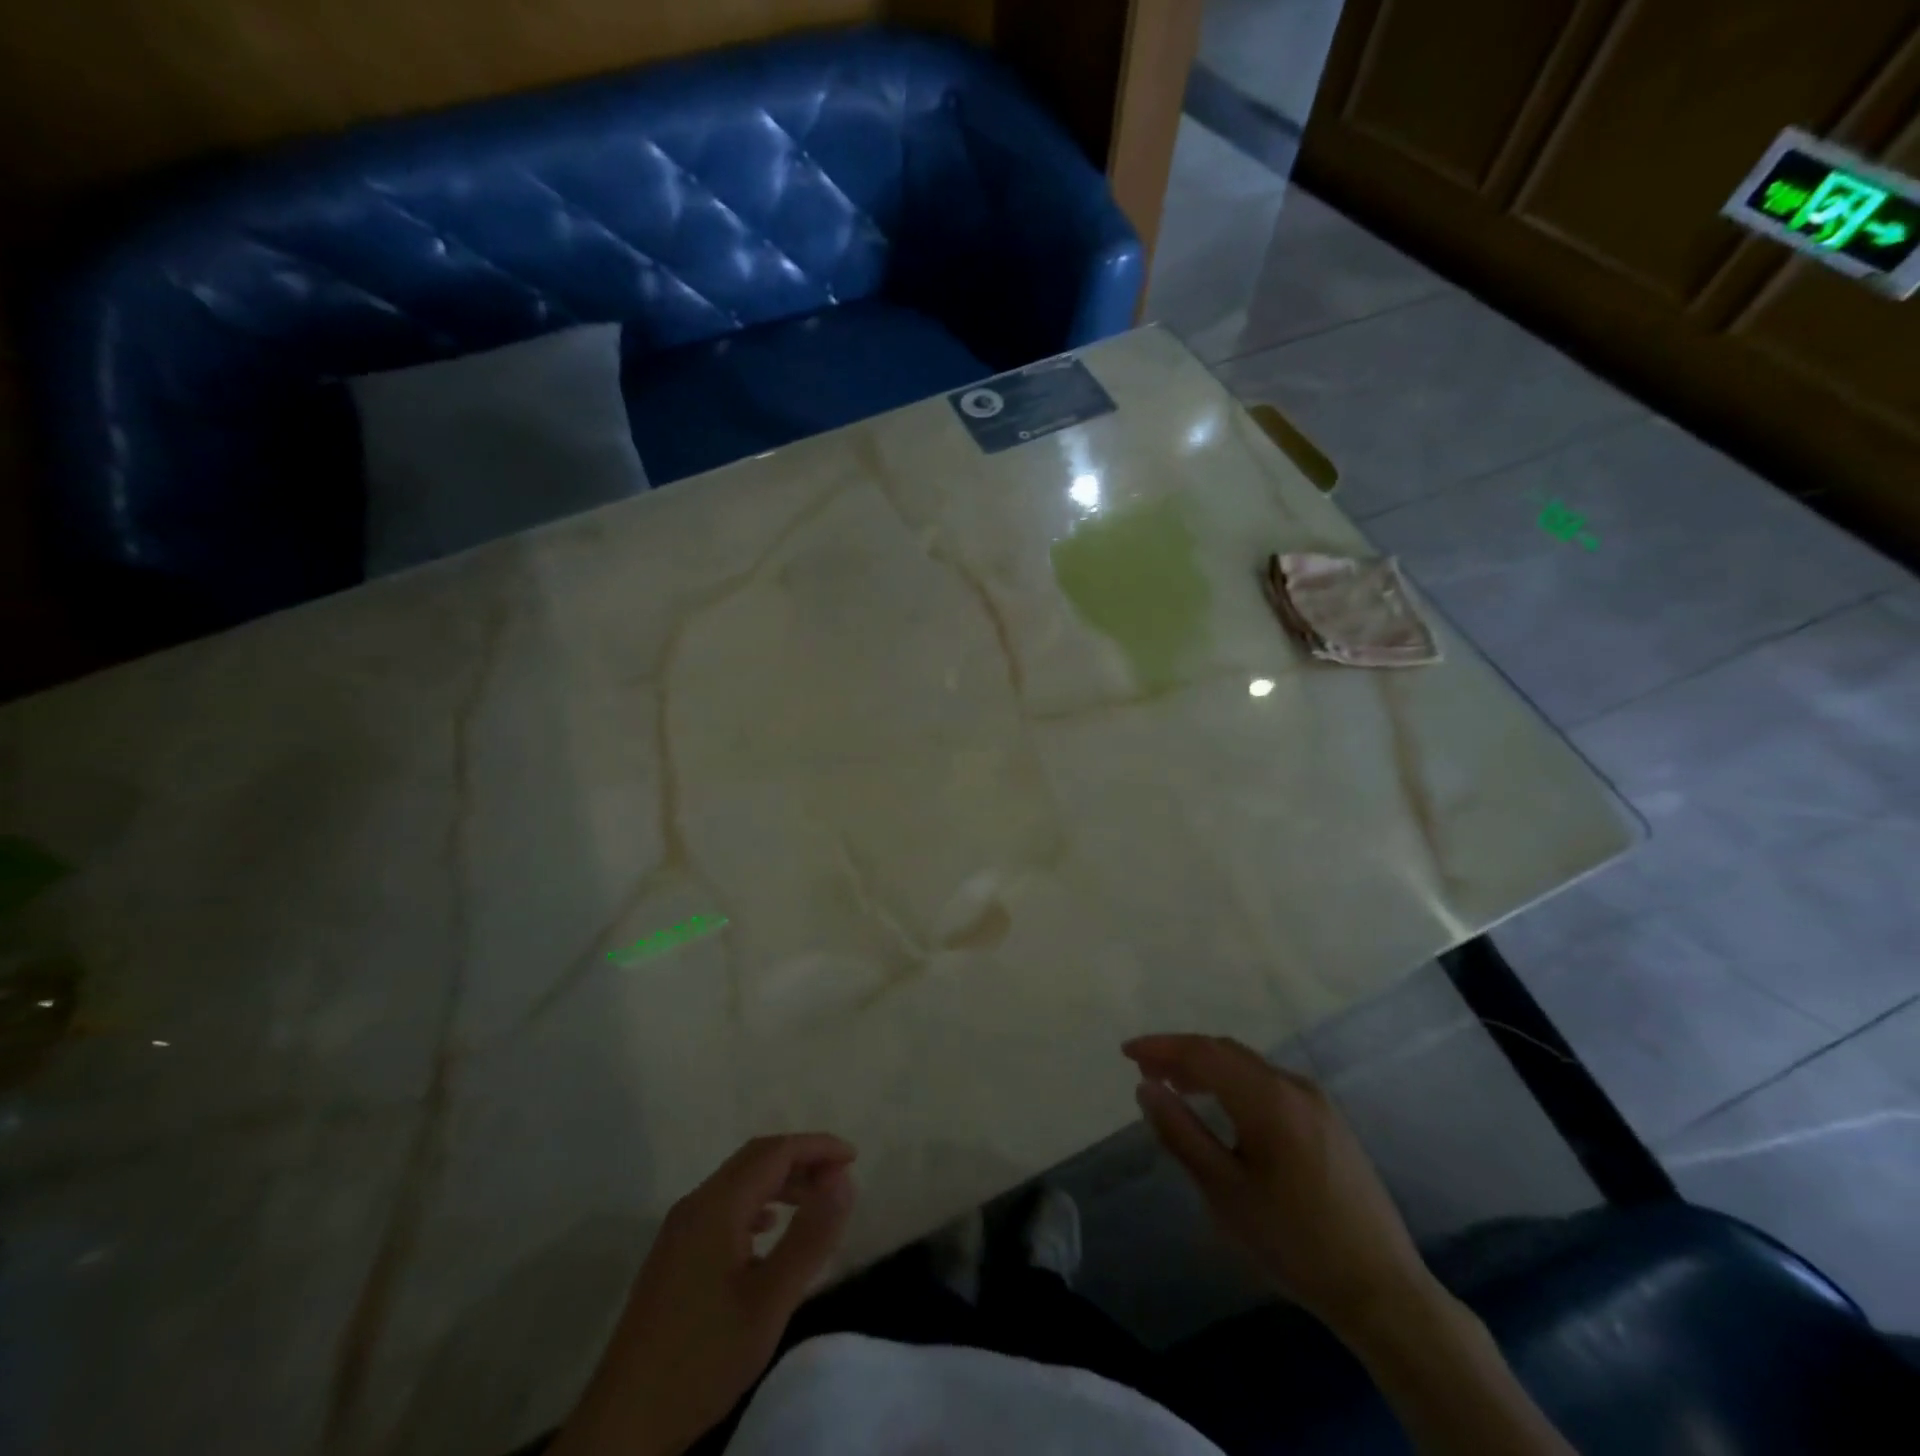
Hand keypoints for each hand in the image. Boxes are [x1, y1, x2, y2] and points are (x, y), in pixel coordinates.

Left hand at [554, 1134, 856, 1455]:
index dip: (817, 1147)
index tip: (854, 1159)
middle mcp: (695, 1205)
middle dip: (801, 1159)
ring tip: (815, 1202)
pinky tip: (769, 1230)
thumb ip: (809, 1237)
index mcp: (716, 1206)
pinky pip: (724, 1207)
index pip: (774, 1152)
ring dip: (780, 1181)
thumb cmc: (702, 1360)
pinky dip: (757, 1204)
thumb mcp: (769, 1302)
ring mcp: (679, 1230)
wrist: (622, 1427)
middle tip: (840, 1179)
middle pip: (755, 1159)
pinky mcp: (674, 1255)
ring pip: (739, 1182)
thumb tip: (844, 1180)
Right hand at [1123, 1034, 1432, 1334]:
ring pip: (1249, 1066)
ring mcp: (1317, 1101)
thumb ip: (1180, 1133)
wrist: (1382, 1290)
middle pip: (1226, 1052)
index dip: (1161, 1047)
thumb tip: (1146, 1088)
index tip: (1127, 1052)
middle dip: (1182, 1054)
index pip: (1203, 1052)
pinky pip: (1270, 1084)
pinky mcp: (1329, 1121)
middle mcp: (1294, 1086)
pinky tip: (1224, 1107)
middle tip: (1146, 1071)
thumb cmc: (1293, 1242)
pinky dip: (1236, 1083)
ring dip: (1209, 1068)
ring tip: (1177, 1086)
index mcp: (1268, 1098)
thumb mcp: (1224, 1192)